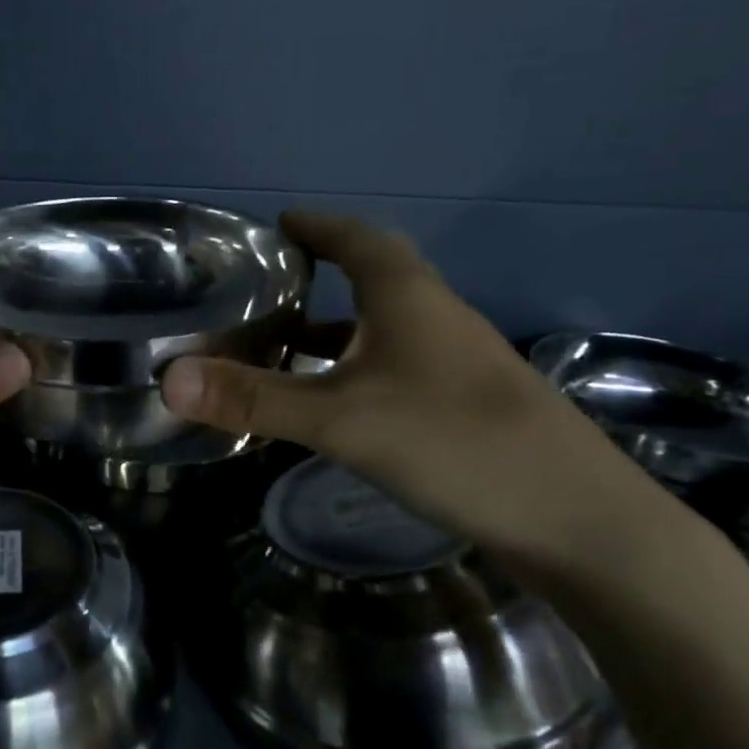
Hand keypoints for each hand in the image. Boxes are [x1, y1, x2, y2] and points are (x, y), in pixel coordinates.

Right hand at [160, 211, 663, 567]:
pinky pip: (397, 368)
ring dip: (338, 329)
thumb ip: (254, 399)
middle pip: (374, 278)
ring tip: (284, 345)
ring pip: (385, 328)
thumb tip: (167, 378)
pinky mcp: (466, 407)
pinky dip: (358, 371)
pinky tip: (337, 405)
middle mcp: (436, 319)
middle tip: (267, 287)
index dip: (316, 227)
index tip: (277, 225)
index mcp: (408, 297)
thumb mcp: (341, 420)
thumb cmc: (455, 443)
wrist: (581, 523)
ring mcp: (457, 365)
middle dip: (321, 275)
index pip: (356, 238)